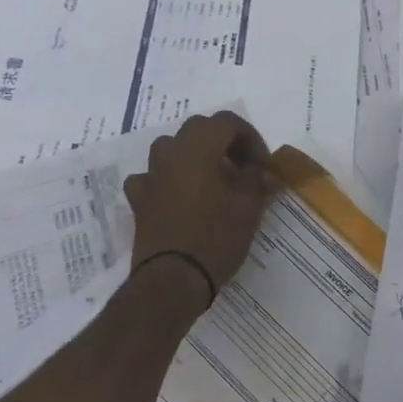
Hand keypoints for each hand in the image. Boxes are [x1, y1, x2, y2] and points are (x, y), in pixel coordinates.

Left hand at [125, 111, 281, 303]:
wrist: (172, 280)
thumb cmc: (216, 237)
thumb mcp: (248, 207)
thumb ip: (257, 180)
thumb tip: (263, 171)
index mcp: (198, 148)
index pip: (226, 122)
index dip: (250, 137)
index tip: (262, 164)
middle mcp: (169, 154)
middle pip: (198, 129)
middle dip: (224, 142)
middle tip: (243, 167)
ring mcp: (150, 176)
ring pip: (172, 149)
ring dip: (194, 156)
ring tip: (213, 179)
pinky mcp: (139, 201)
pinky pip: (153, 177)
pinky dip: (169, 180)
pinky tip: (179, 197)